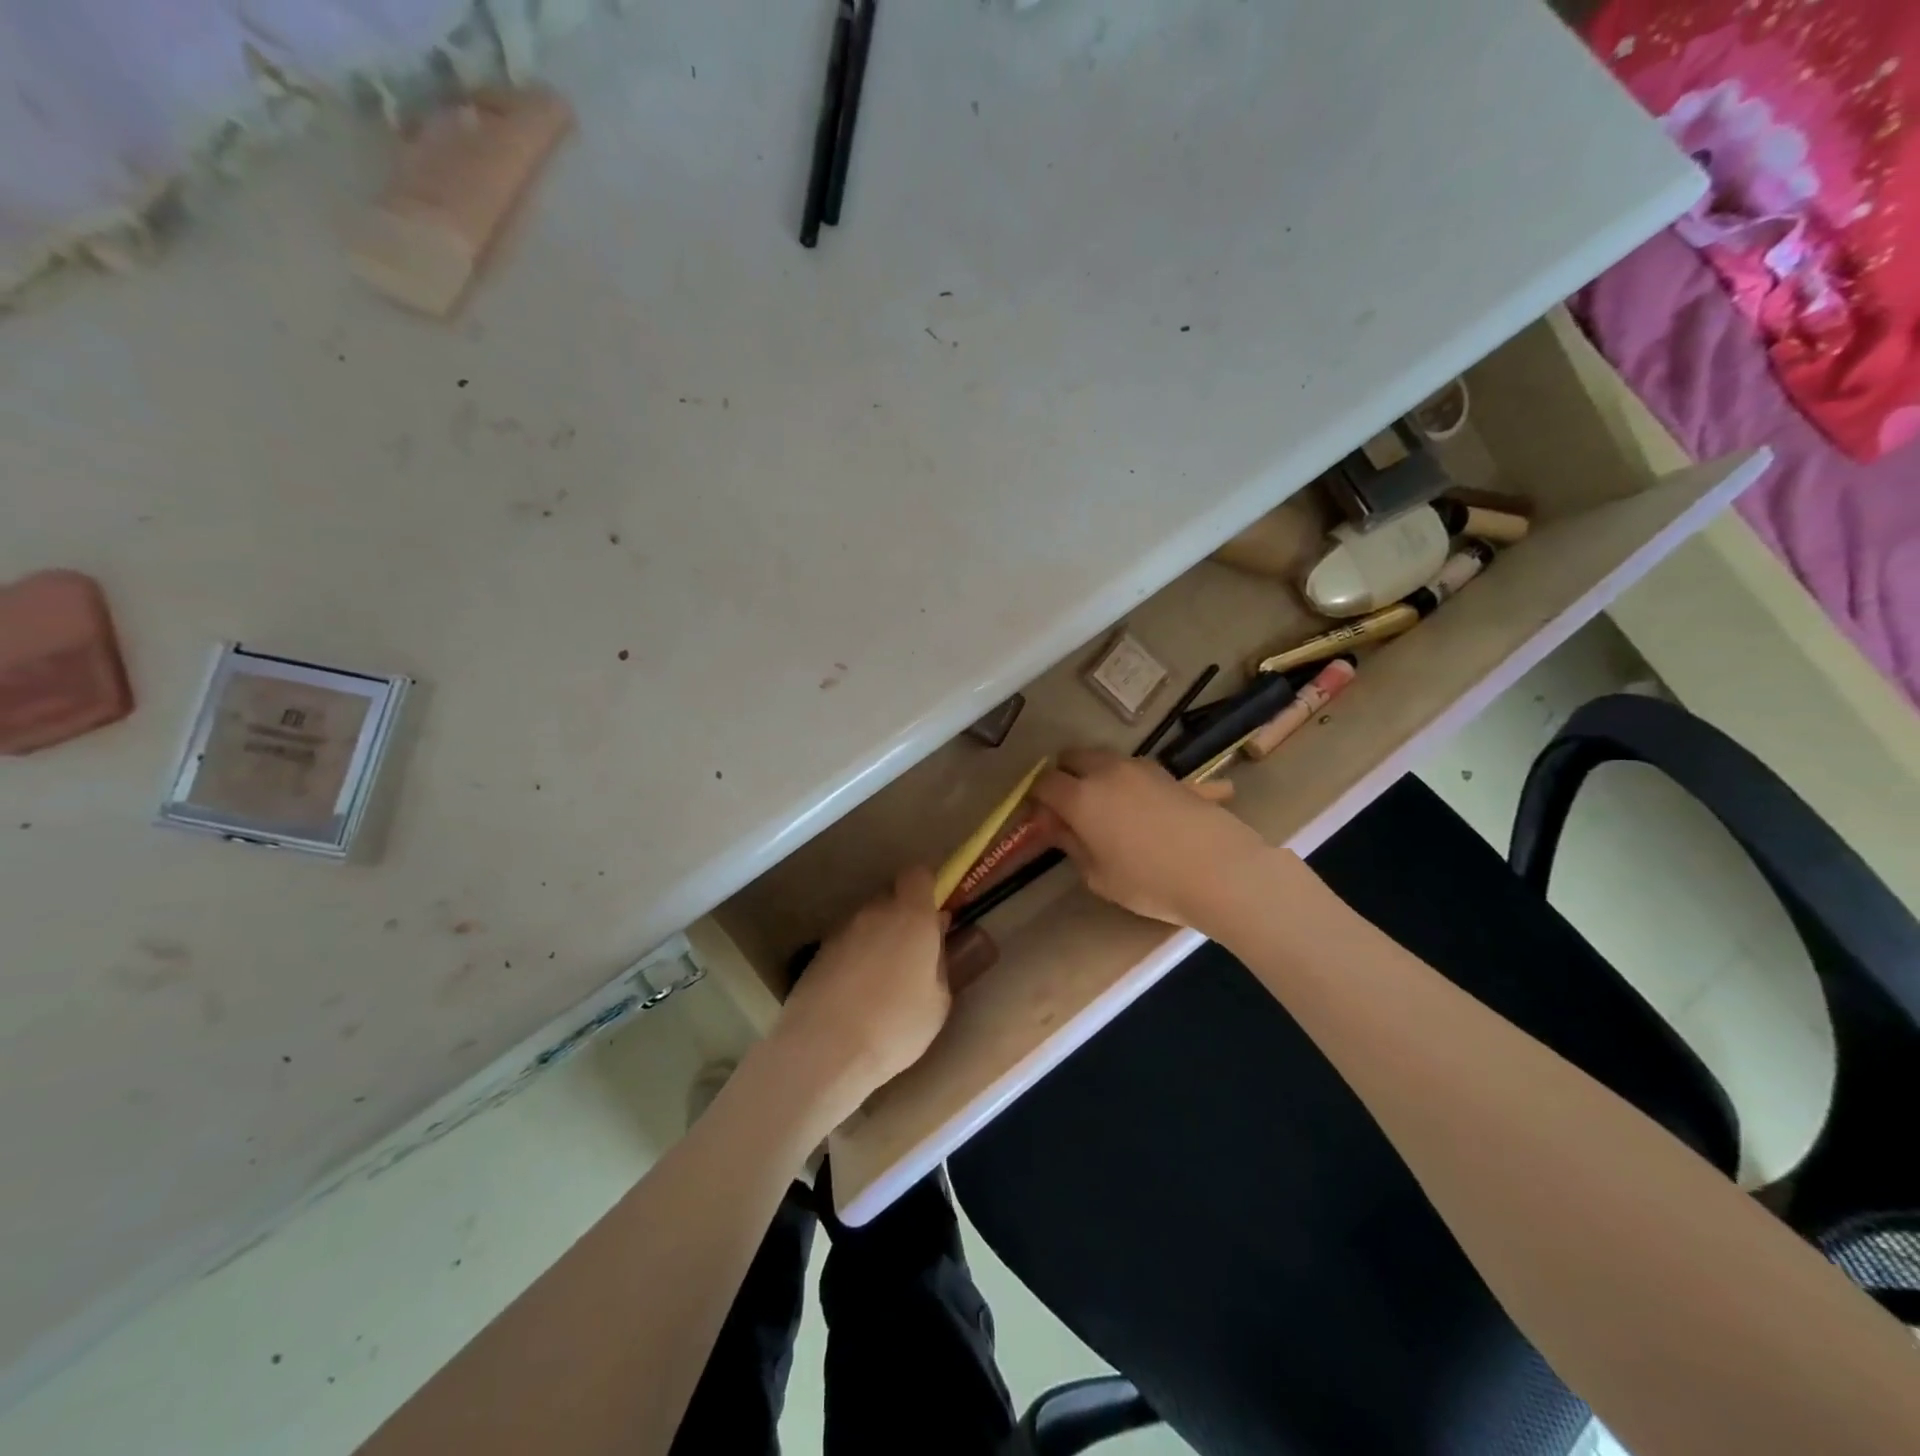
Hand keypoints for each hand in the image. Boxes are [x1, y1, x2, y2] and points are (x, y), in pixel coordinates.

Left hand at [769, 867, 950, 1120]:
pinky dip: (853, 960)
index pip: (918, 875)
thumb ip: (939, 964)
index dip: (928, 888)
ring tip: (881, 982)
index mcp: (911, 917)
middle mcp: (875, 913)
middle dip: (903, 918)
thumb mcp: (938, 1002)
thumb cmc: (894, 1026)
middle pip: (892, 899)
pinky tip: (855, 995)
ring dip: (877, 940)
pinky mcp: (817, 953)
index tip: (935, 914)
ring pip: (867, 923)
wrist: (824, 1050)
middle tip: (912, 955)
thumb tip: (933, 946)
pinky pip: (846, 945)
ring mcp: (841, 931)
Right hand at [1031, 748, 1273, 930]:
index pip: (1044, 782)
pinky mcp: (1173, 775)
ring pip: (1108, 759)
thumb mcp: (1099, 876)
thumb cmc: (1150, 881)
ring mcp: (1143, 768)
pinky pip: (1141, 772)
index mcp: (1081, 797)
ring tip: (1109, 807)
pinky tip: (1146, 810)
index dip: (1037, 798)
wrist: (1221, 870)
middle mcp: (1108, 771)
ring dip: (1099, 774)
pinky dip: (1133, 783)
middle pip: (1074, 756)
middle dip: (1065, 774)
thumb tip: (1058, 827)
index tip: (1041, 817)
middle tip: (1070, 805)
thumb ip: (1073, 845)